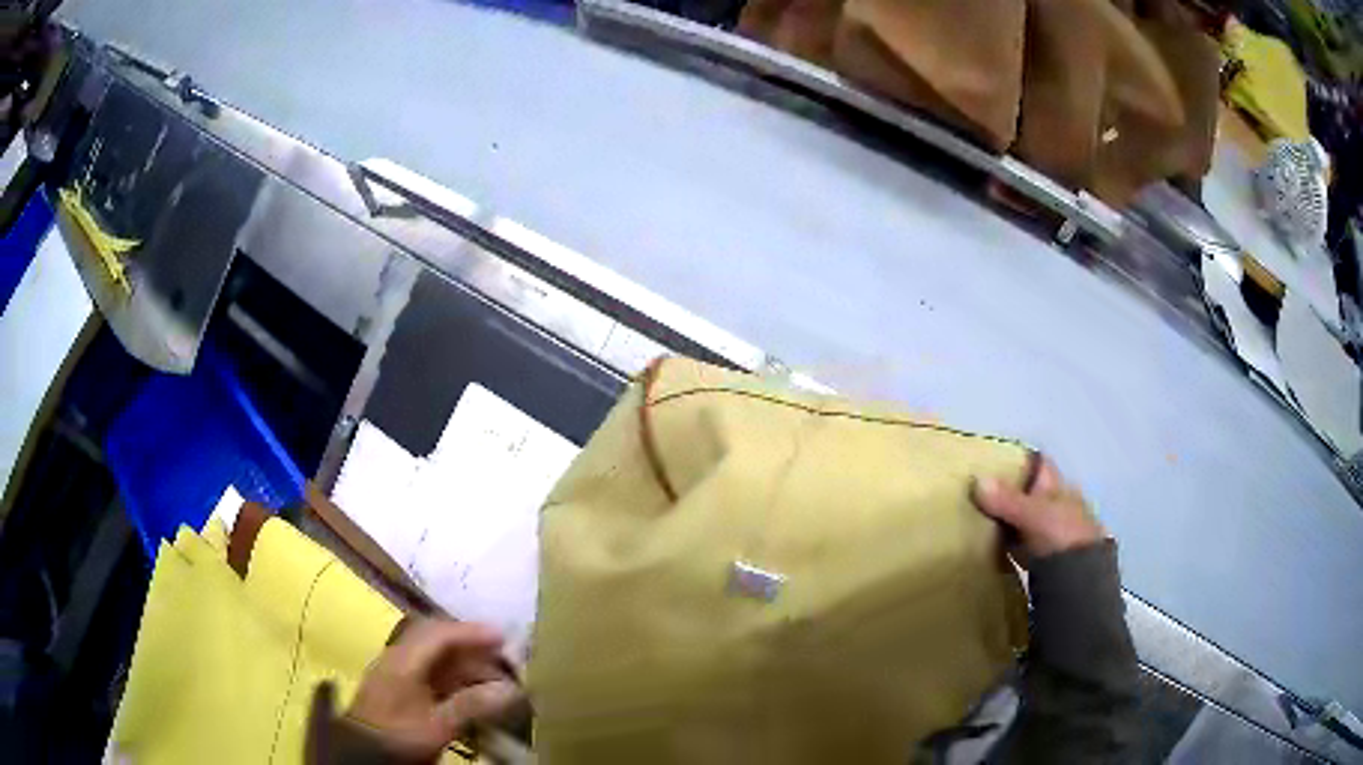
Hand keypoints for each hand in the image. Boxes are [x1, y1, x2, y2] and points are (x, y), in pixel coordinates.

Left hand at [347, 619, 520, 760]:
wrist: (363, 752)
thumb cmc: (399, 736)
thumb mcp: (438, 725)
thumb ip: (472, 705)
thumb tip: (511, 689)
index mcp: (403, 660)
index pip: (439, 634)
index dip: (471, 632)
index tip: (502, 636)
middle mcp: (398, 658)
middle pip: (436, 640)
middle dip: (470, 645)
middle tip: (502, 657)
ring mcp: (396, 671)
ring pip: (434, 655)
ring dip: (464, 662)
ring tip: (492, 677)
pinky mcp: (398, 687)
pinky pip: (430, 670)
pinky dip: (454, 675)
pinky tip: (470, 691)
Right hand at [971, 454, 1103, 561]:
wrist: (1079, 582)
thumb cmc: (1062, 536)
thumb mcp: (1034, 515)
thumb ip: (1008, 500)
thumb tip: (977, 479)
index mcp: (1060, 488)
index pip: (1039, 464)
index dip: (1018, 459)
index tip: (992, 460)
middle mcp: (1057, 506)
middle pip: (1028, 492)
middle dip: (1006, 492)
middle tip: (975, 493)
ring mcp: (1050, 533)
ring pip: (1022, 518)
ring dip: (1005, 518)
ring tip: (976, 519)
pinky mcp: (1042, 557)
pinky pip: (1018, 543)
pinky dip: (1005, 543)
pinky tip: (989, 546)